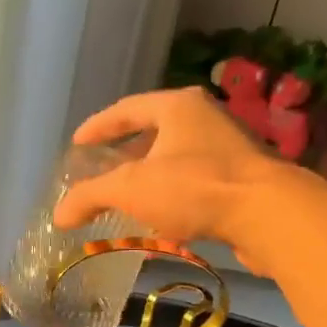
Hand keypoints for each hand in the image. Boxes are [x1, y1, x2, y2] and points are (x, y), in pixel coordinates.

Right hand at [53, 87, 291, 248]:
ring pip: (176, 158)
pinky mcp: (242, 180)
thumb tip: (58, 215)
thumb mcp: (131, 188)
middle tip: (102, 169)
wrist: (268, 214)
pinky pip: (195, 183)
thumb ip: (90, 196)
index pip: (127, 109)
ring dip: (150, 177)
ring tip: (129, 197)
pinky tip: (163, 220)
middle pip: (155, 131)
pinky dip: (173, 197)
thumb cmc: (194, 187)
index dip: (98, 127)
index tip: (78, 143)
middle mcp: (205, 119)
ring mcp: (228, 148)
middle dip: (126, 152)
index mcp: (177, 107)